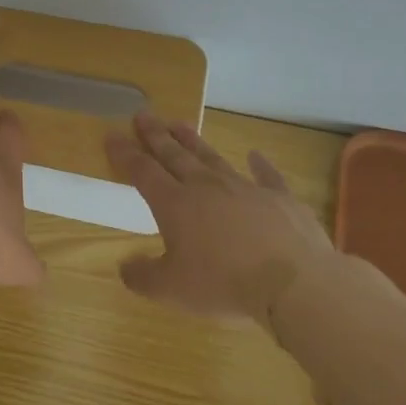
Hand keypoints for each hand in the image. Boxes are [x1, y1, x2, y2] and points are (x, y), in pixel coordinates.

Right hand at [105, 114, 337, 327]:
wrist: (293, 281)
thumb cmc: (223, 283)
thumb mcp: (171, 290)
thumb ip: (142, 276)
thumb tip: (125, 267)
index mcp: (174, 205)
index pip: (143, 171)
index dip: (125, 153)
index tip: (112, 134)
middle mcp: (206, 187)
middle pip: (175, 155)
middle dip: (156, 135)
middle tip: (143, 115)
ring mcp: (245, 188)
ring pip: (212, 158)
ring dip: (194, 141)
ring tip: (179, 123)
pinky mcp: (279, 198)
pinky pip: (266, 175)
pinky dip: (259, 164)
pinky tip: (255, 154)